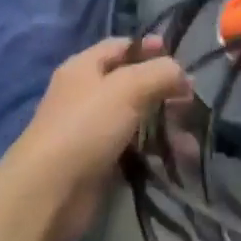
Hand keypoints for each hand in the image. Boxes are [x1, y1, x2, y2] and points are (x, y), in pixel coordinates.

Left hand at [11, 37, 191, 240]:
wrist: (48, 193)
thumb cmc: (86, 126)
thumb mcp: (129, 87)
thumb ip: (161, 72)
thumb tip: (183, 75)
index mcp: (85, 68)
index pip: (121, 47)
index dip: (149, 48)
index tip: (179, 58)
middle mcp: (86, 95)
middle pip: (133, 85)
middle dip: (164, 92)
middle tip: (191, 102)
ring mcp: (92, 131)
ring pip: (137, 120)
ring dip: (165, 127)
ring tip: (191, 141)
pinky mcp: (99, 165)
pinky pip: (134, 152)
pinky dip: (156, 154)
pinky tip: (178, 161)